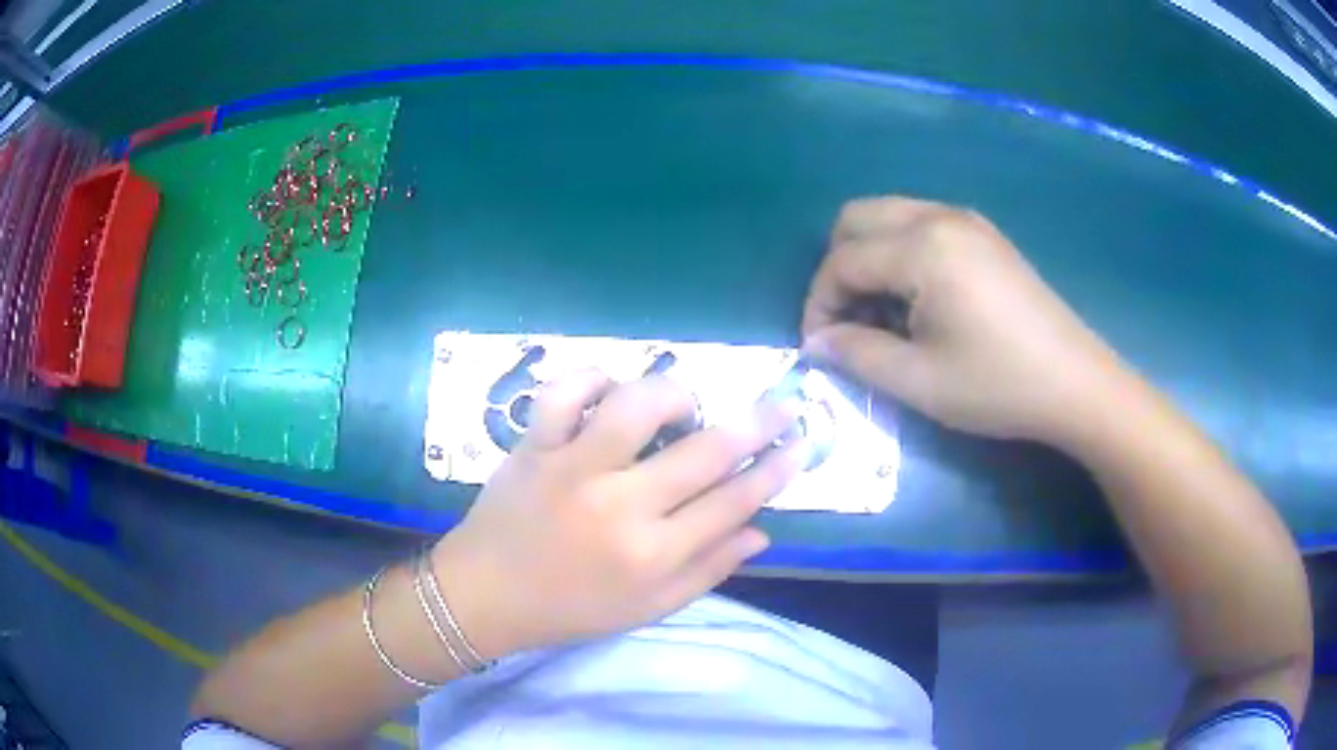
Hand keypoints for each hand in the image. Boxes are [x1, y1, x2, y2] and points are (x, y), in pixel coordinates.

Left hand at [430, 371, 808, 658]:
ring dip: (673, 395)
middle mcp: (619, 506)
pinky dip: (591, 380)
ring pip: (636, 406)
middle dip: (756, 424)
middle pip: (704, 451)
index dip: (774, 471)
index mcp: (651, 555)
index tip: (799, 446)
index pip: (732, 502)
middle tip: (781, 406)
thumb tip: (762, 532)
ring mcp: (572, 468)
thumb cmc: (571, 608)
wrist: (484, 596)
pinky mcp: (533, 445)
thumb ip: (708, 571)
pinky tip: (608, 391)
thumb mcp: (648, 609)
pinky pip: (563, 392)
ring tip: (682, 407)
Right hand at [802, 196, 1125, 442]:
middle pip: (856, 218)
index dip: (819, 304)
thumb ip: (856, 354)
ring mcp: (966, 220)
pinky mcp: (984, 234)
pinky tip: (920, 301)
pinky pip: (920, 224)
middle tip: (848, 321)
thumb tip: (816, 342)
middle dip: (838, 268)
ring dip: (870, 259)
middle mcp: (938, 216)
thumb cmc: (997, 384)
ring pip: (888, 216)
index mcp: (921, 247)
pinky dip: (901, 254)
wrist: (1075, 383)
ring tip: (883, 315)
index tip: (819, 347)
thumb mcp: (918, 381)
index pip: (842, 261)